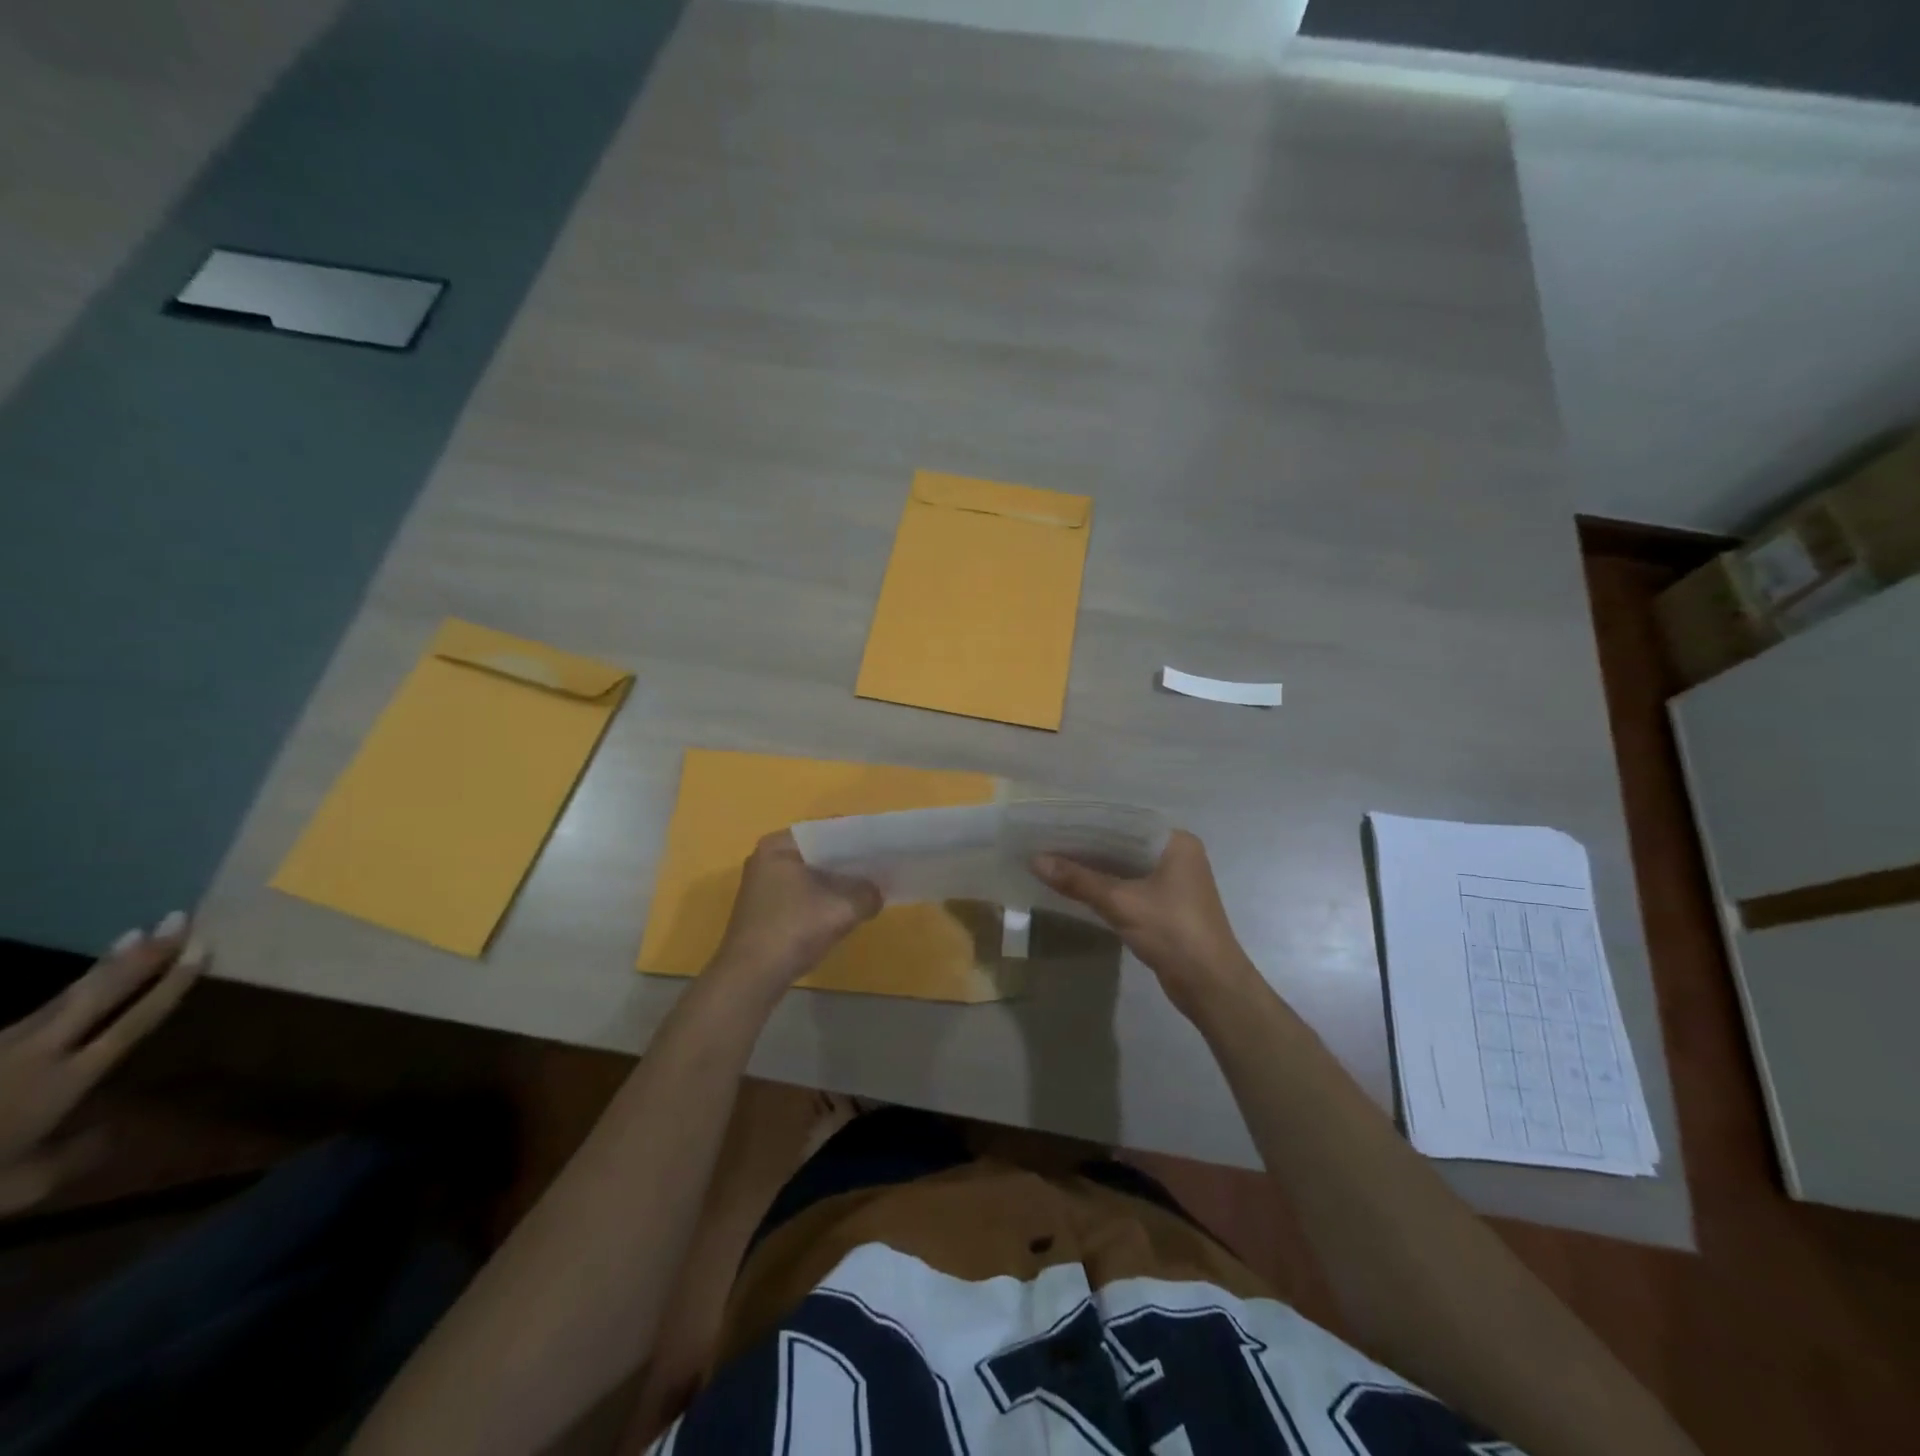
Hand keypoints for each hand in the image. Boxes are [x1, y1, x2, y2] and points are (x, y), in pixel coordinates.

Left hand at [0, 913, 207, 1213]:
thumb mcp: (19, 1188)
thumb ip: (73, 1156)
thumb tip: (117, 1128)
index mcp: (65, 1080)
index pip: (132, 1022)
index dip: (169, 985)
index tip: (201, 949)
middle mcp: (39, 1053)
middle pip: (99, 996)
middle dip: (143, 957)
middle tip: (176, 919)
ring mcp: (0, 1048)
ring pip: (64, 998)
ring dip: (106, 965)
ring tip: (135, 934)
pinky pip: (31, 1015)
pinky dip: (66, 992)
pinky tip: (80, 981)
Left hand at [712, 832, 881, 988]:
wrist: (751, 978)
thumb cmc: (793, 930)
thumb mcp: (841, 909)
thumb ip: (867, 894)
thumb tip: (877, 892)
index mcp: (779, 845)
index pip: (826, 829)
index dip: (857, 837)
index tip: (882, 846)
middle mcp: (767, 858)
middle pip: (818, 851)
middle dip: (848, 861)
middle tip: (880, 866)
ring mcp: (763, 885)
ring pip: (810, 874)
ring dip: (836, 882)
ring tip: (868, 886)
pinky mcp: (765, 908)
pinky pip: (802, 892)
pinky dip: (822, 897)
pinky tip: (844, 909)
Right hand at [1033, 831, 1256, 1016]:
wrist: (1211, 986)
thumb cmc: (1173, 932)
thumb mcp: (1121, 903)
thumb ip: (1078, 880)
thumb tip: (1034, 860)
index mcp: (1176, 842)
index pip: (1125, 821)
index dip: (1089, 821)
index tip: (1055, 820)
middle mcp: (1177, 855)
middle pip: (1124, 843)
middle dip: (1088, 845)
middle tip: (1047, 840)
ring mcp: (1174, 881)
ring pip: (1126, 865)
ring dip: (1095, 867)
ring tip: (1053, 859)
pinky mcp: (1167, 905)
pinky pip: (1130, 885)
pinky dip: (1106, 885)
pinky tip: (1076, 885)